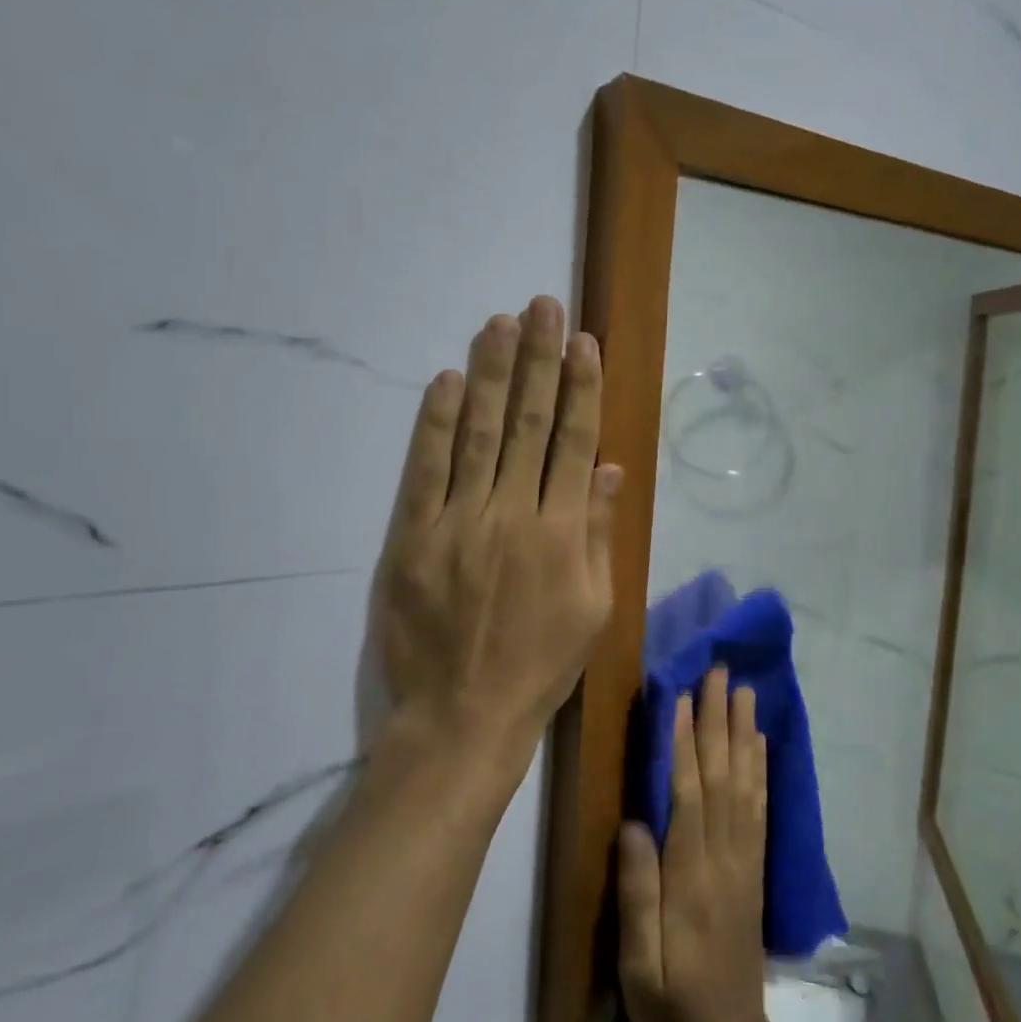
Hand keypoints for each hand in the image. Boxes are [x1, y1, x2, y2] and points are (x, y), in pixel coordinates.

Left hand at [374, 296, 621, 768]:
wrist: (463, 715)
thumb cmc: (540, 665)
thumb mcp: (594, 609)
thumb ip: (599, 534)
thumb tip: (607, 469)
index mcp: (562, 533)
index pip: (574, 442)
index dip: (581, 389)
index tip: (583, 343)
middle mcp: (513, 515)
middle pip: (529, 424)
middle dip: (539, 360)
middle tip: (543, 306)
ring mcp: (459, 522)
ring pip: (480, 434)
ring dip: (493, 374)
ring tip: (500, 322)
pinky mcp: (413, 537)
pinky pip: (425, 470)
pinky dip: (437, 423)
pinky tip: (449, 380)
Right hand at [617, 668, 786, 1021]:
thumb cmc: (672, 1003)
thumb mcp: (638, 965)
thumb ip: (637, 893)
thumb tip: (634, 823)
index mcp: (691, 876)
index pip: (689, 794)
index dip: (685, 743)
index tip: (681, 696)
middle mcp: (724, 856)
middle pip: (722, 775)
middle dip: (719, 720)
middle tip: (720, 672)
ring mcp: (746, 859)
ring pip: (745, 783)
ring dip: (744, 733)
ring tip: (744, 691)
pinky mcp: (755, 867)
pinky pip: (760, 807)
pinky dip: (761, 768)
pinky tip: (759, 742)